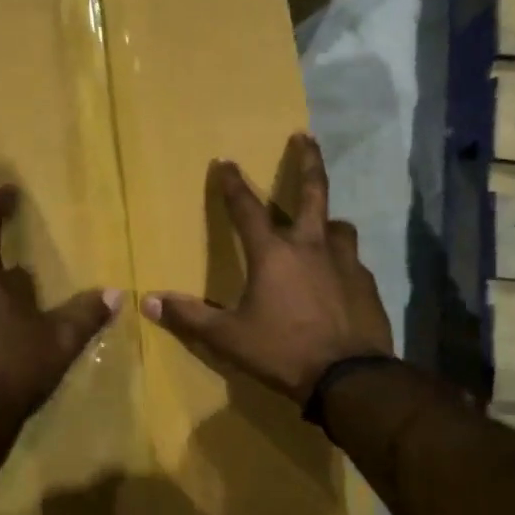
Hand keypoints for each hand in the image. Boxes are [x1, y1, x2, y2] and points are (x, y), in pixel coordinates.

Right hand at [142, 134, 392, 401]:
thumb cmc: (283, 351)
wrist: (351, 378)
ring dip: (328, 221)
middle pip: (313, 191)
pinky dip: (342, 262)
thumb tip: (148, 301)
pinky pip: (353, 262)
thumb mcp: (228, 338)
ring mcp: (345, 263)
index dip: (231, 183)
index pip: (246, 208)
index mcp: (273, 253)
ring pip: (339, 226)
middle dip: (306, 161)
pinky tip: (339, 279)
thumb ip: (190, 317)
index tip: (224, 161)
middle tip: (305, 136)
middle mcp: (311, 246)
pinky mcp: (366, 284)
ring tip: (324, 226)